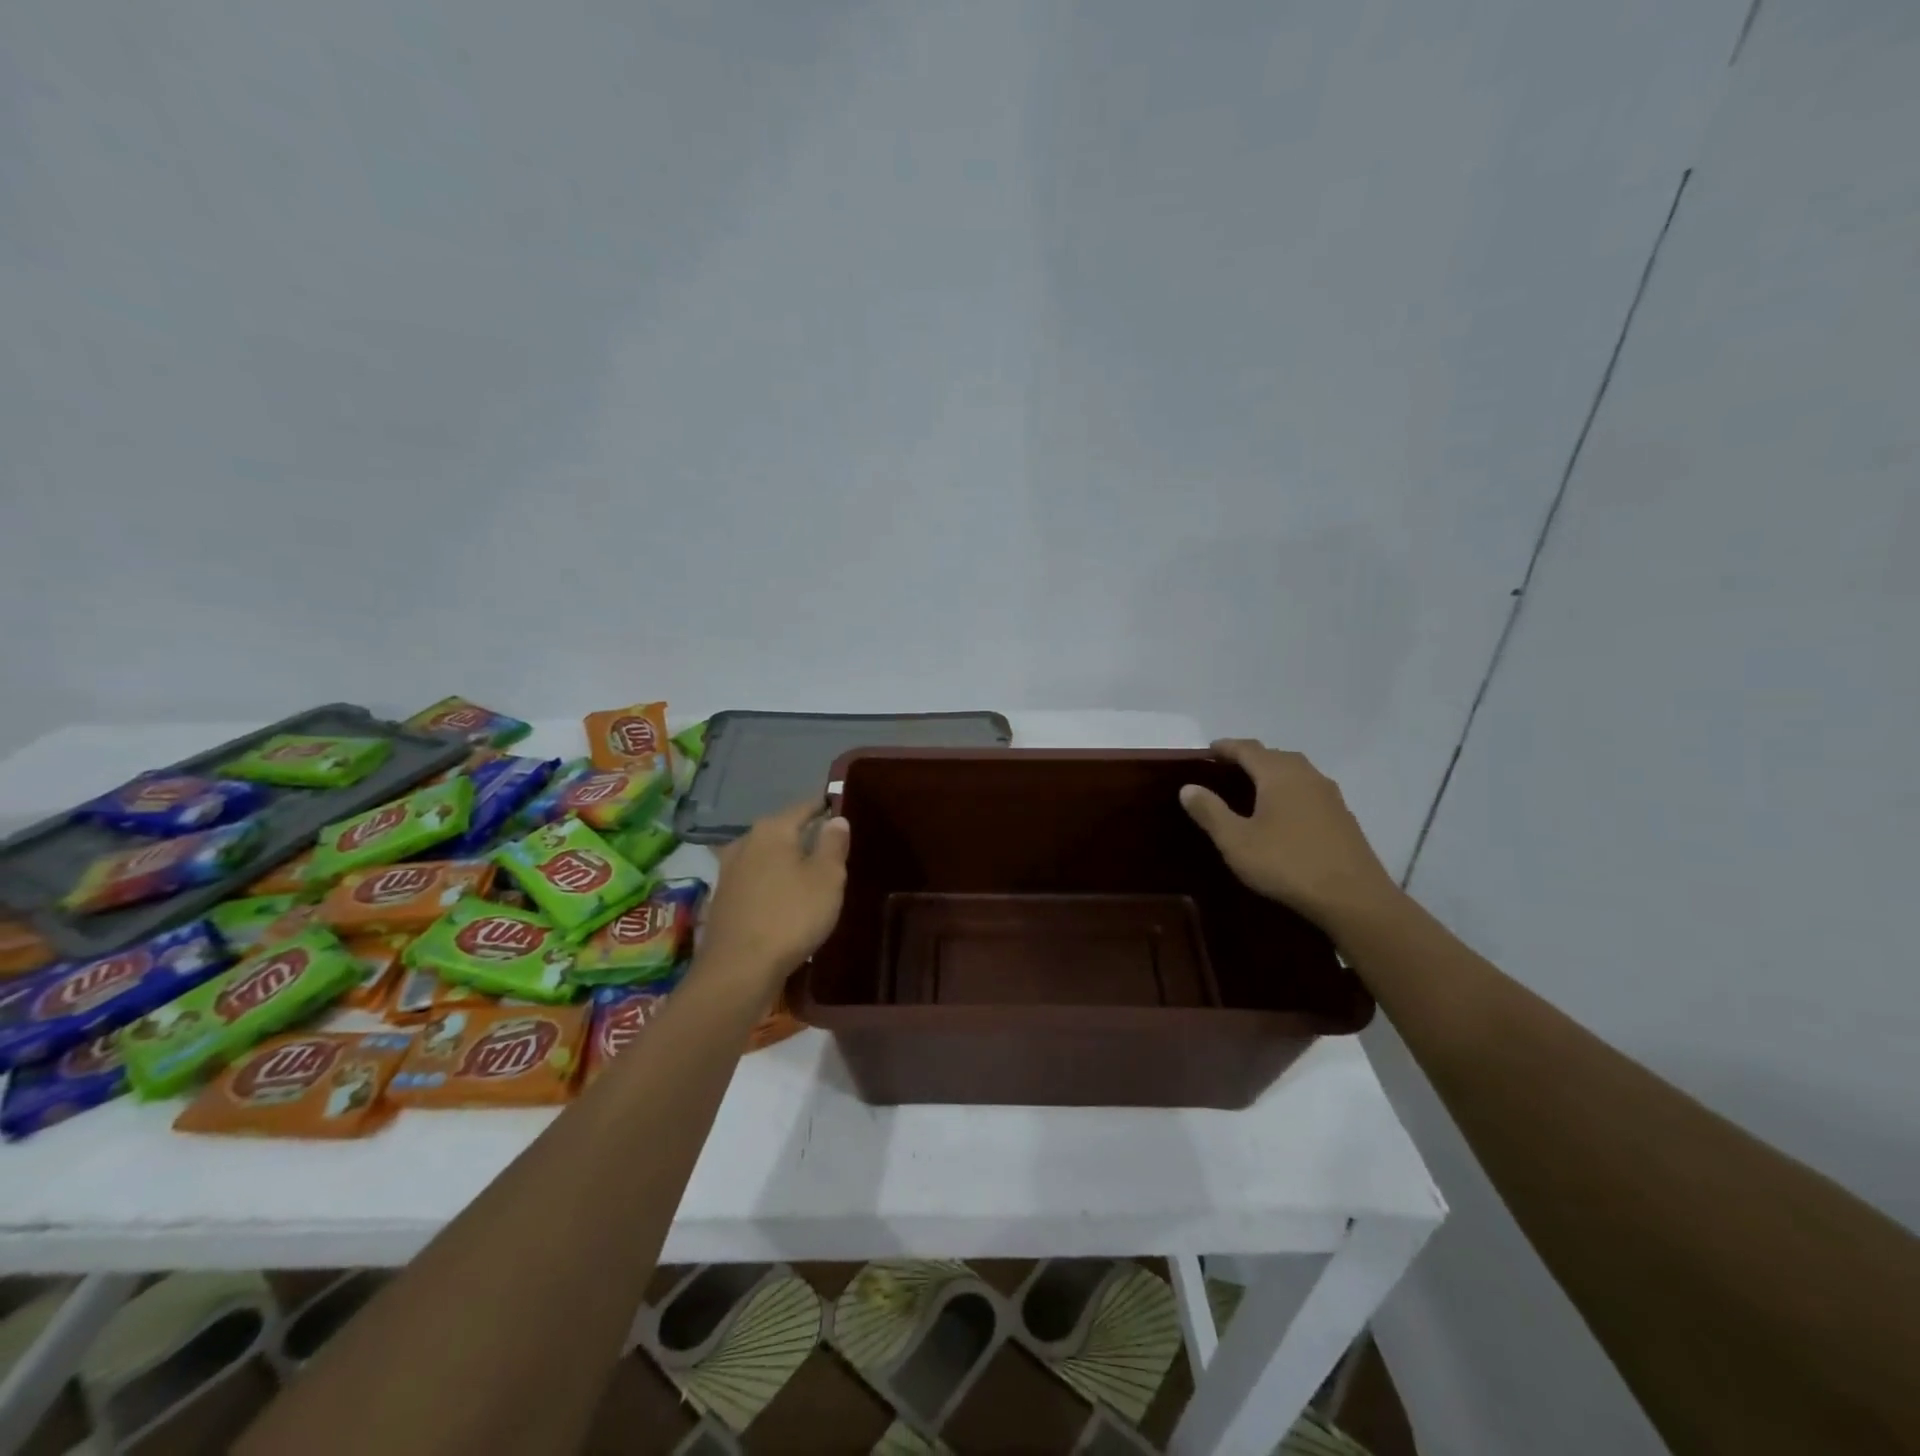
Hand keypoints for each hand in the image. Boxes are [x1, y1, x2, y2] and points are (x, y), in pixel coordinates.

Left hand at [700, 800, 850, 985]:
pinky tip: (785, 898)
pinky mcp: (723, 899)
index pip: (805, 807)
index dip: (825, 807)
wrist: (738, 969)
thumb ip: (833, 844)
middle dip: (806, 836)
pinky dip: (772, 883)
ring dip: (787, 862)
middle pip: (783, 830)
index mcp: (772, 829)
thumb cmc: (791, 916)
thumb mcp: (827, 878)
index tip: (842, 811)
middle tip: (833, 848)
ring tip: (811, 875)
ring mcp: (729, 871)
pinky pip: (756, 879)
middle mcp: (746, 842)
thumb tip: (836, 819)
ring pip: (767, 856)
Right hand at [1180, 739, 1401, 930]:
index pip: (1248, 749)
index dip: (1226, 747)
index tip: (1209, 749)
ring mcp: (1330, 796)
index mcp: (1279, 775)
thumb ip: (1210, 811)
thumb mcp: (1236, 841)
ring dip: (1274, 773)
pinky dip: (1291, 791)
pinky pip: (1309, 791)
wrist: (1353, 898)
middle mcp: (1307, 776)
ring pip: (1296, 772)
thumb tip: (1188, 787)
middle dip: (1251, 757)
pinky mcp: (1343, 817)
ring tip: (1254, 788)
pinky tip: (1284, 813)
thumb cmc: (1287, 864)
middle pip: (1275, 756)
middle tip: (1228, 769)